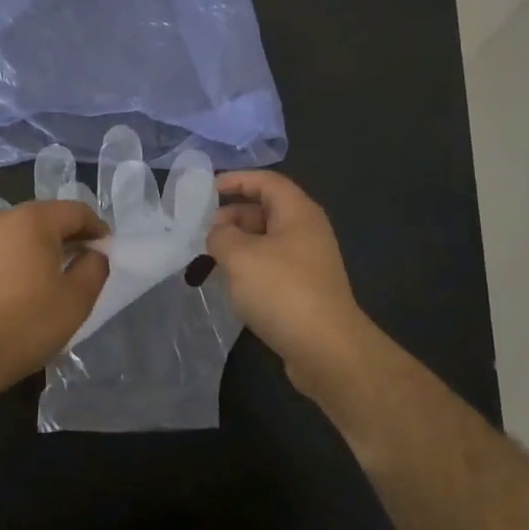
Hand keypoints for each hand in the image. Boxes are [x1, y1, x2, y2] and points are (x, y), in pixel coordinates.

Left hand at [0, 200, 108, 385]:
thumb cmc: (26, 324)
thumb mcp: (77, 299)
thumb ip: (95, 267)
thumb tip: (94, 253)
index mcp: (33, 219)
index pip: (77, 211)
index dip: (98, 229)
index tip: (107, 253)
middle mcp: (1, 218)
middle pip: (46, 217)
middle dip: (69, 236)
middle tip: (83, 264)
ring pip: (20, 234)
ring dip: (40, 248)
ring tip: (50, 279)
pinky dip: (15, 261)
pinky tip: (18, 291)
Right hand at [206, 171, 370, 397]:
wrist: (326, 350)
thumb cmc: (282, 291)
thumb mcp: (240, 256)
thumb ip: (221, 236)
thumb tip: (218, 235)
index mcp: (298, 212)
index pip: (266, 181)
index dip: (236, 180)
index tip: (207, 190)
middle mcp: (306, 231)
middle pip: (264, 210)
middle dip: (231, 216)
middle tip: (202, 233)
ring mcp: (307, 262)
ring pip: (265, 241)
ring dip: (236, 245)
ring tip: (207, 259)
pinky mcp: (303, 289)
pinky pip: (270, 266)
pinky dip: (247, 268)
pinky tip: (228, 284)